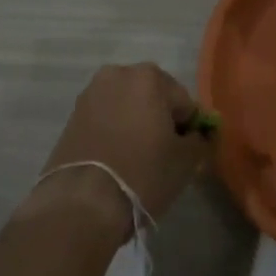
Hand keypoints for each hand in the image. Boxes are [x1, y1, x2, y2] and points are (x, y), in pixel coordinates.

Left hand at [26, 63, 210, 238]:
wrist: (82, 201)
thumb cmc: (142, 174)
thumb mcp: (186, 161)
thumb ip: (201, 140)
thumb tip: (201, 134)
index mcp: (149, 76)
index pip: (184, 101)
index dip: (189, 128)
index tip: (186, 153)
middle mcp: (118, 73)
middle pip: (153, 96)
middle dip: (161, 119)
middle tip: (163, 155)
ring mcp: (92, 92)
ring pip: (128, 105)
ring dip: (136, 123)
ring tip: (137, 158)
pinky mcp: (73, 113)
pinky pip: (106, 117)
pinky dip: (115, 130)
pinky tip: (116, 158)